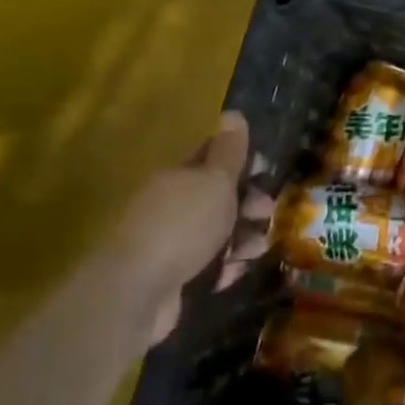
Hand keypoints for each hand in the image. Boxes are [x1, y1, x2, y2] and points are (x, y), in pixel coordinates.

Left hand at [110, 110, 275, 346]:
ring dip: (241, 238)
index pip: (211, 157)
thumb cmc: (183, 225)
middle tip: (267, 212)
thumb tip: (233, 113)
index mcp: (178, 176)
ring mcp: (168, 243)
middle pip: (216, 197)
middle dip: (247, 202)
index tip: (266, 169)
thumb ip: (229, 151)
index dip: (241, 159)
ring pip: (214, 233)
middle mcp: (170, 205)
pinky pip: (205, 266)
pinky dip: (223, 268)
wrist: (136, 292)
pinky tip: (234, 273)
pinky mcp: (171, 278)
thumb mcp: (215, 181)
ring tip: (258, 248)